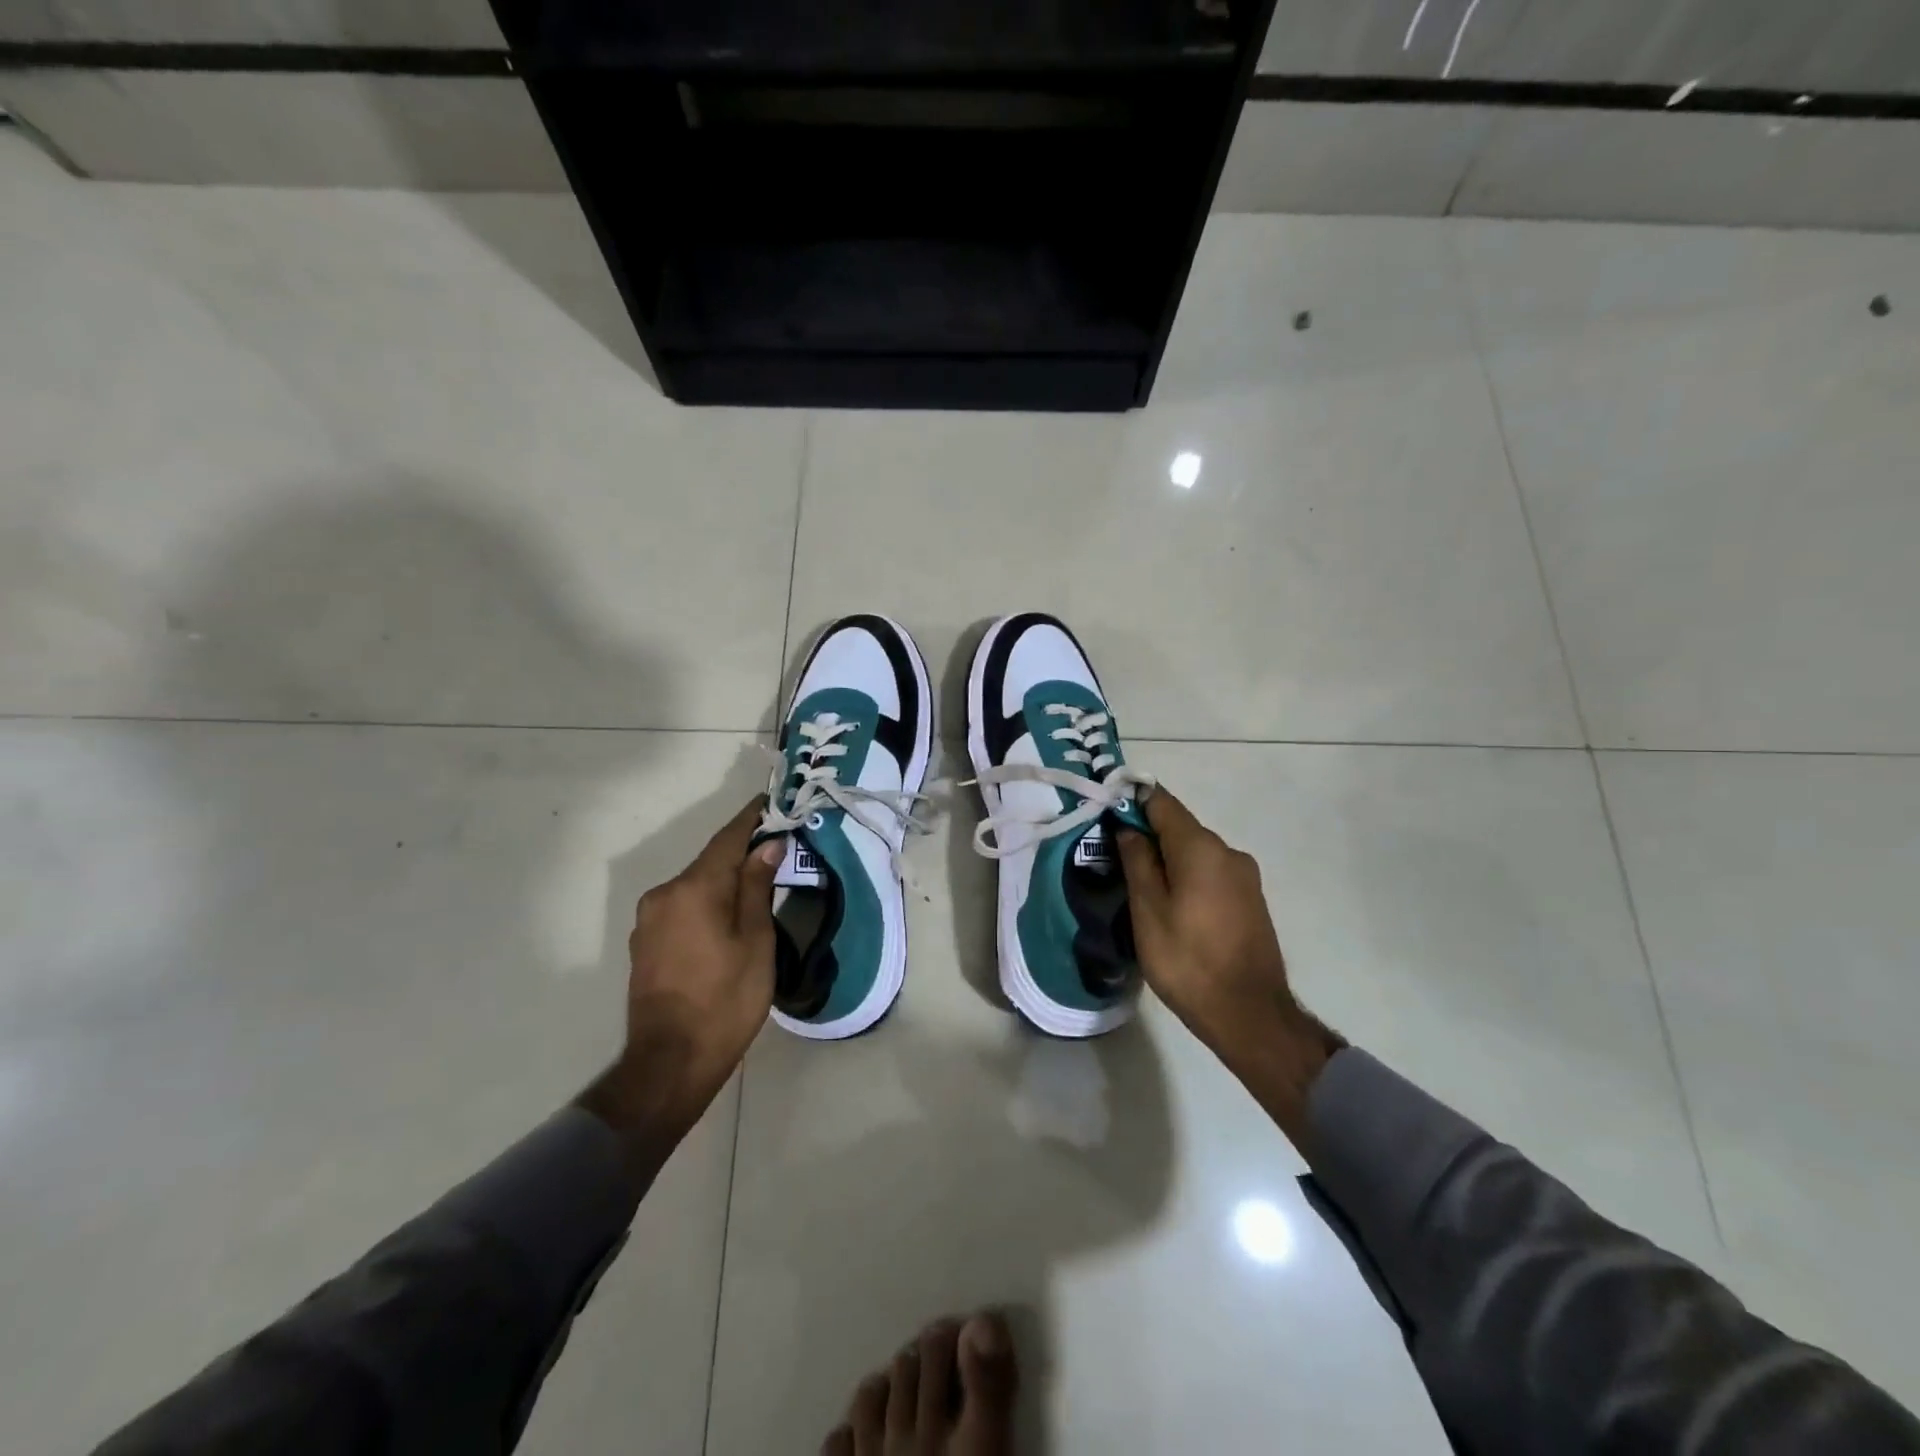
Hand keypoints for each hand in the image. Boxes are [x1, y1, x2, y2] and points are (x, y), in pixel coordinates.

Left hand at [579, 799, 782, 1156]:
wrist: (670, 1062)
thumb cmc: (725, 1000)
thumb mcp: (755, 941)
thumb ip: (757, 887)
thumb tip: (767, 845)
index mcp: (693, 888)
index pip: (727, 838)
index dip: (752, 818)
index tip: (773, 801)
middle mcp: (664, 894)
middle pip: (710, 861)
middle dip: (742, 852)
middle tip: (778, 849)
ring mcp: (649, 919)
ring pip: (696, 885)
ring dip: (724, 880)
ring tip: (758, 884)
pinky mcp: (645, 942)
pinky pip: (682, 906)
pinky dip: (707, 901)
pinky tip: (727, 916)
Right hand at [1117, 788, 1342, 1144]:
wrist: (1249, 1014)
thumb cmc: (1187, 961)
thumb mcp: (1147, 910)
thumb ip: (1137, 861)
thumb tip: (1128, 828)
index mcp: (1201, 848)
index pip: (1161, 802)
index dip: (1131, 801)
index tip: (1106, 814)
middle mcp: (1228, 851)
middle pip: (1179, 827)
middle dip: (1147, 836)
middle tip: (1114, 859)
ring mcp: (1245, 876)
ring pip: (1195, 852)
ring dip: (1167, 860)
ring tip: (1140, 889)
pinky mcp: (1251, 899)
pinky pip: (1210, 873)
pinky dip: (1187, 877)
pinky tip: (1171, 907)